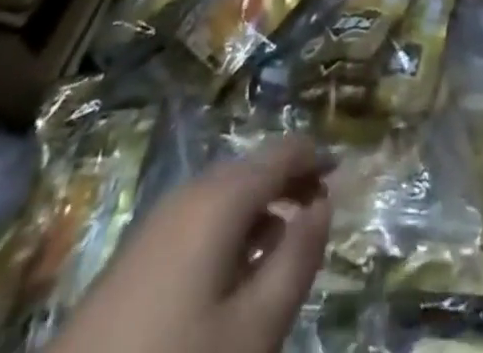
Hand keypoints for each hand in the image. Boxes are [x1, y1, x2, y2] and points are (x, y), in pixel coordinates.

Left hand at [51, 138, 330, 352]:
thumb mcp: (253, 329)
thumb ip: (296, 261)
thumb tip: (323, 205)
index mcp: (221, 197)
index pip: (282, 153)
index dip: (316, 158)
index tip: (344, 173)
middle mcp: (190, 192)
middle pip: (252, 169)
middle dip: (289, 183)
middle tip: (319, 215)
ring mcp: (159, 220)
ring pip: (225, 194)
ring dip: (260, 209)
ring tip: (284, 247)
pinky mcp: (138, 252)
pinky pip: (199, 219)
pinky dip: (230, 230)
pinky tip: (235, 273)